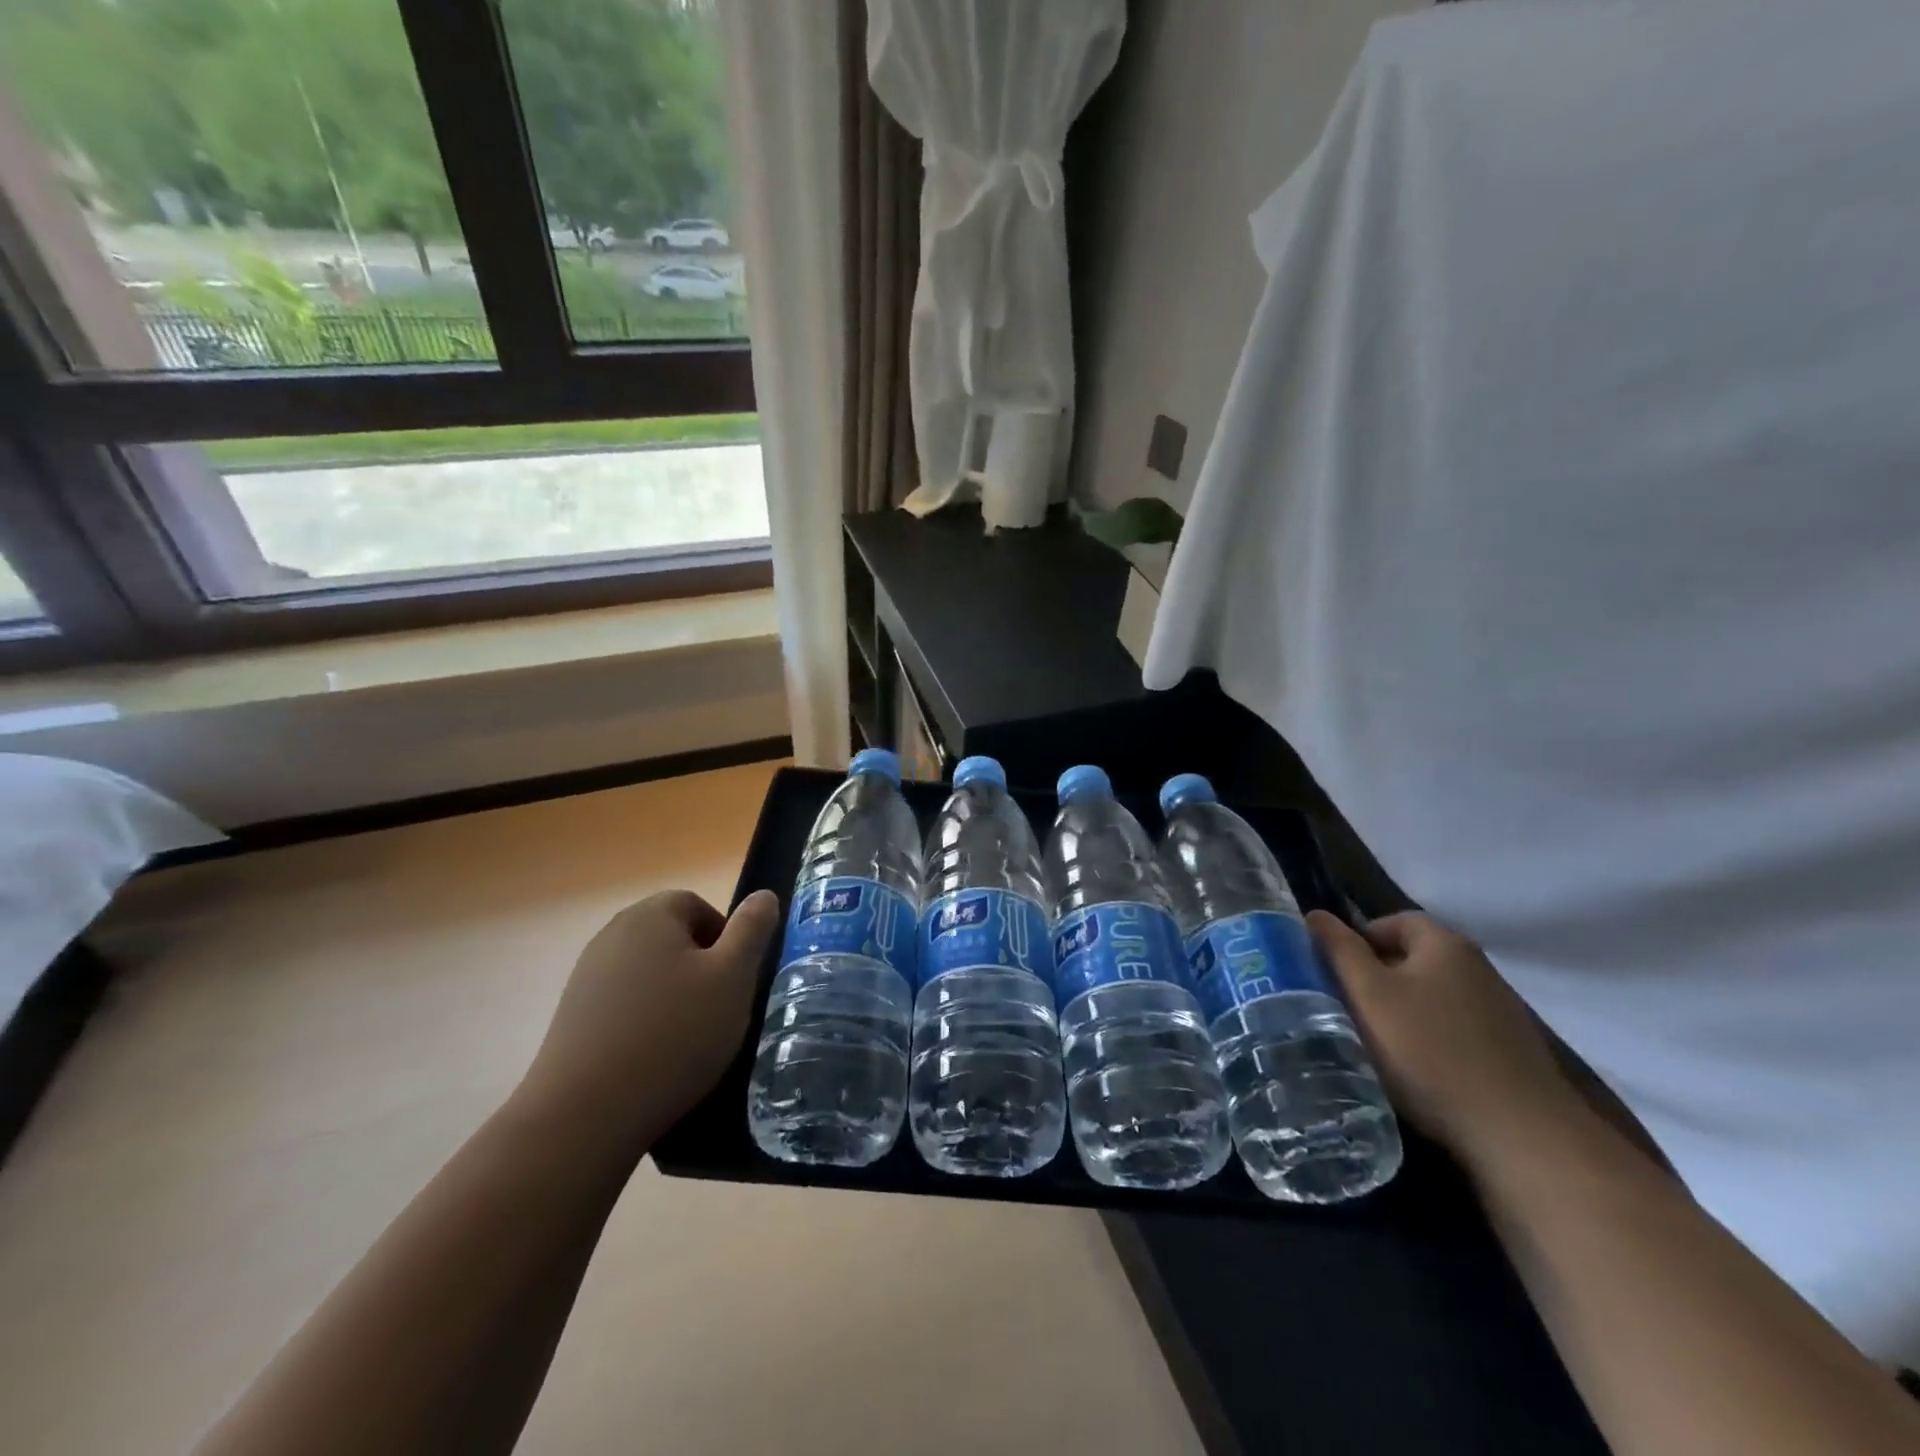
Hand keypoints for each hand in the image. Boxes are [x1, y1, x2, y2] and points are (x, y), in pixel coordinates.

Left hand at [515, 889, 779, 1157]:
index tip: (735, 980)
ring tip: (687, 1041)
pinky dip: (644, 1023)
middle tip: (717, 1010)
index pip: (697, 905)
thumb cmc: (673, 1034)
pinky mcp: (572, 1018)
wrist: (584, 1116)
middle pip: (671, 939)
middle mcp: (612, 935)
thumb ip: (752, 930)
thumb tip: (764, 895)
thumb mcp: (733, 977)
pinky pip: (624, 1006)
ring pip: (649, 974)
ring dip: (673, 998)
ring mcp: (586, 977)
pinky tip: (653, 1060)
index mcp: (650, 915)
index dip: (725, 938)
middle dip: (700, 969)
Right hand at [1307, 910, 1581, 1167]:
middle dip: (1377, 978)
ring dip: (1403, 1011)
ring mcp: (1501, 1012)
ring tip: (1377, 1042)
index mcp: (1446, 945)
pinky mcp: (1512, 1052)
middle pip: (1414, 959)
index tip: (1334, 972)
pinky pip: (1456, 1030)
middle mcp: (1479, 968)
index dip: (1358, 940)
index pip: (1393, 921)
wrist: (1520, 1135)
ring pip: (1434, 997)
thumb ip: (1339, 950)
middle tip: (1347, 1007)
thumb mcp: (1369, 995)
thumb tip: (1316, 914)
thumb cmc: (1429, 1051)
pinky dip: (1431, 1040)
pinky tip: (1418, 1070)